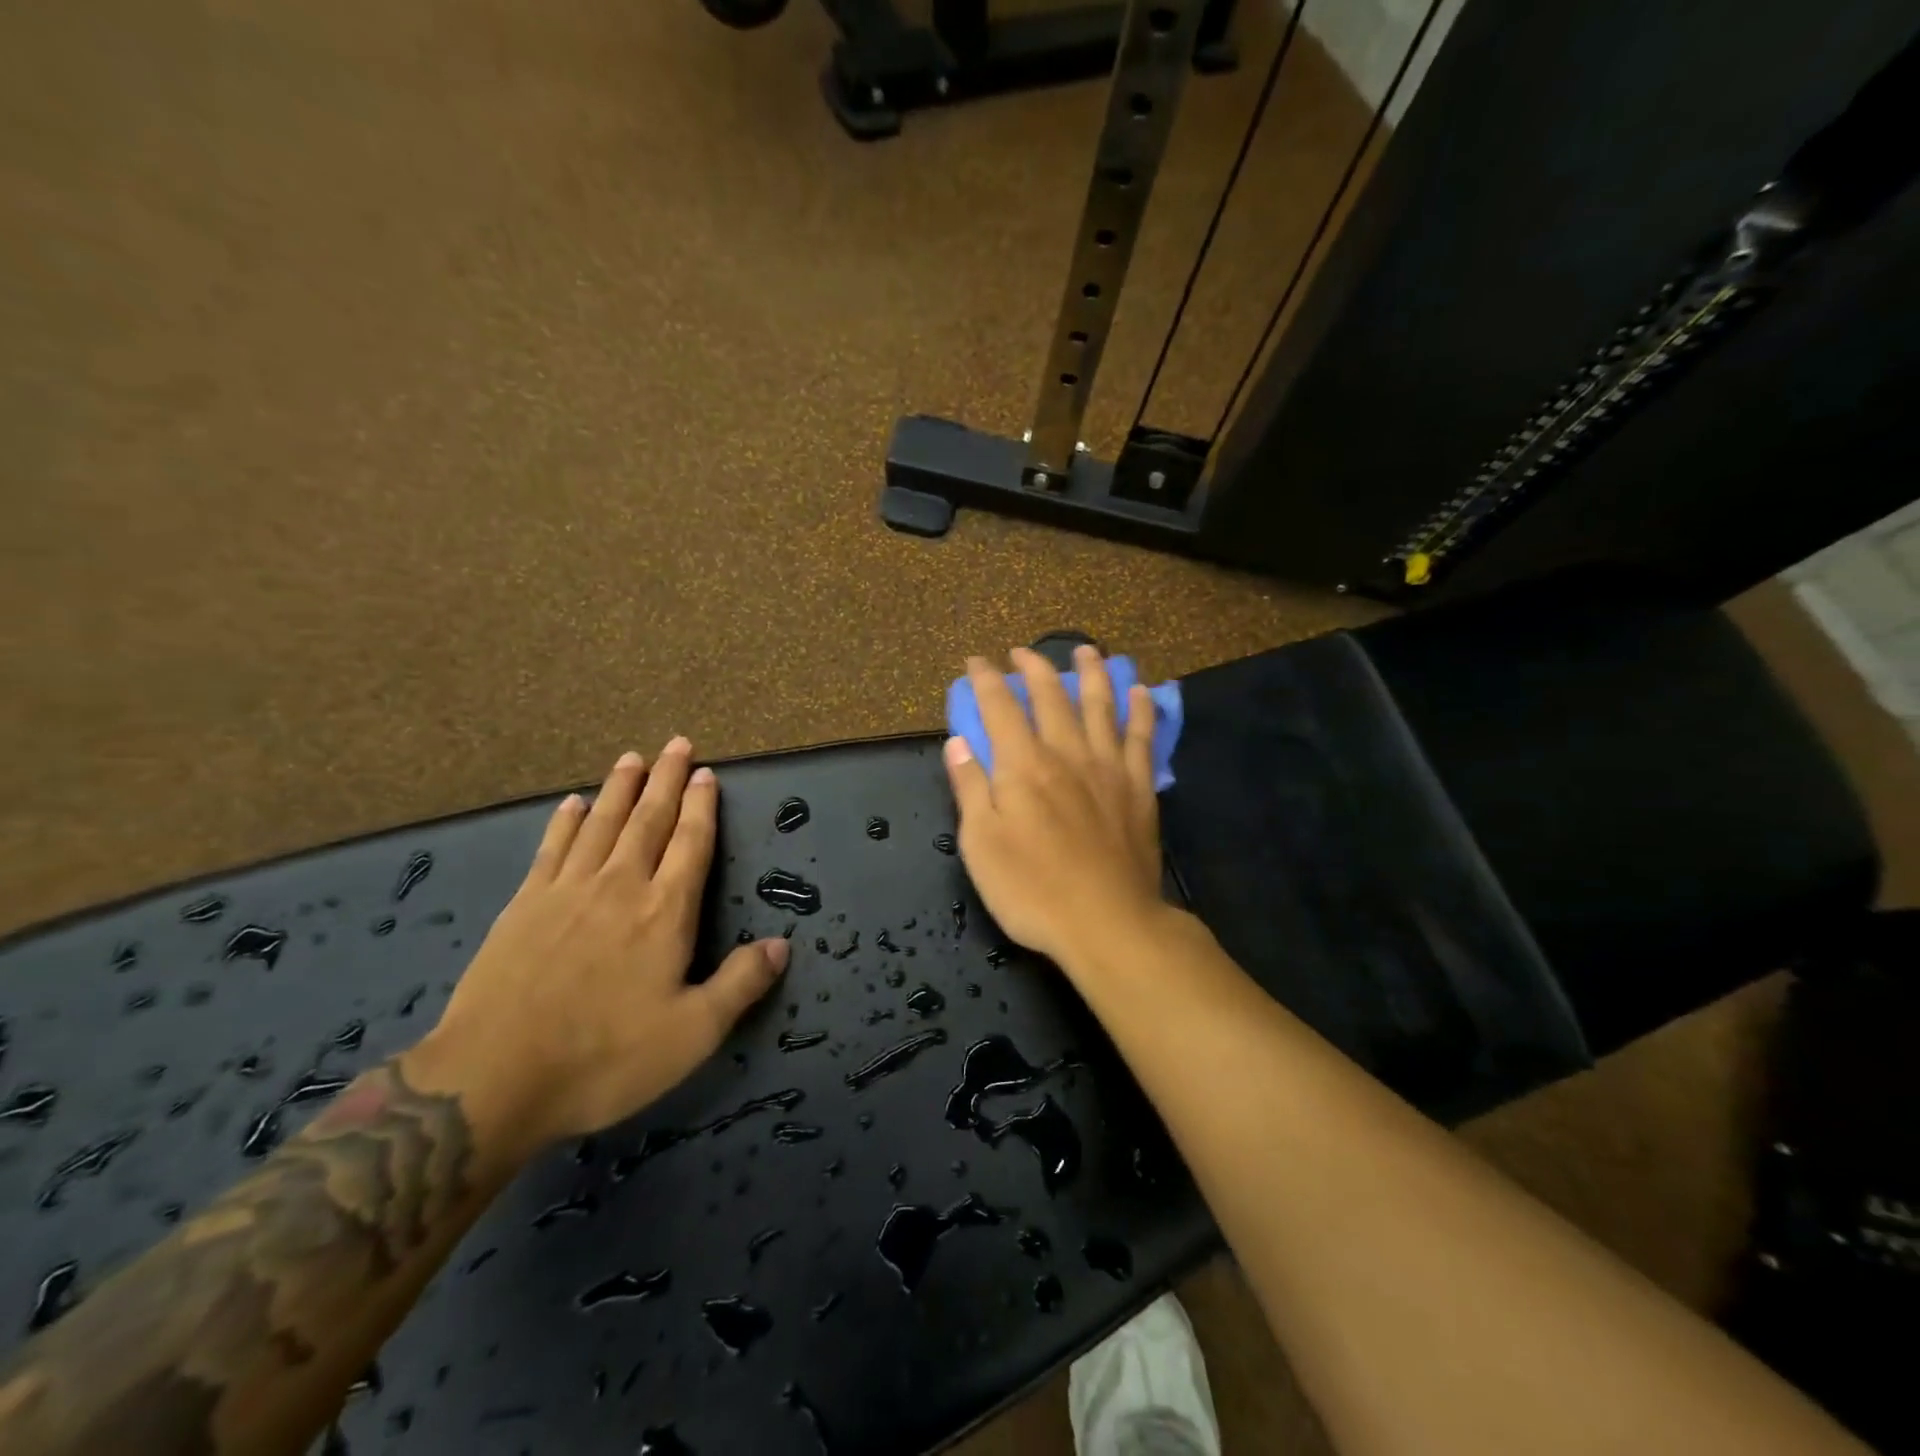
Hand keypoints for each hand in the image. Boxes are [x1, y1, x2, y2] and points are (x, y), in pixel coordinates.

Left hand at [413, 740, 788, 1160]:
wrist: (491, 1080)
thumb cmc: (604, 1058)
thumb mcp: (692, 1034)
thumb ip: (740, 984)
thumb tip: (781, 944)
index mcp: (664, 912)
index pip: (691, 843)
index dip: (701, 806)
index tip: (707, 773)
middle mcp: (619, 886)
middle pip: (648, 819)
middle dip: (666, 779)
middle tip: (677, 743)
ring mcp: (566, 892)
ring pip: (601, 824)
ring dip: (620, 788)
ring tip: (632, 757)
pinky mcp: (523, 906)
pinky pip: (552, 848)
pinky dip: (565, 821)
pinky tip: (572, 803)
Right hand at [943, 647, 1166, 969]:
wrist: (1108, 923)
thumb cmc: (1032, 890)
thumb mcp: (981, 845)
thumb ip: (970, 788)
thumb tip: (958, 743)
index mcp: (1023, 766)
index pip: (1000, 708)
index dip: (986, 680)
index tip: (976, 661)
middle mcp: (1067, 753)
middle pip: (1051, 696)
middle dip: (1034, 667)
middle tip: (1023, 652)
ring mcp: (1109, 768)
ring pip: (1101, 705)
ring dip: (1092, 672)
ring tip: (1087, 650)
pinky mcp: (1140, 788)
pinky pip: (1141, 737)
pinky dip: (1139, 710)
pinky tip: (1140, 691)